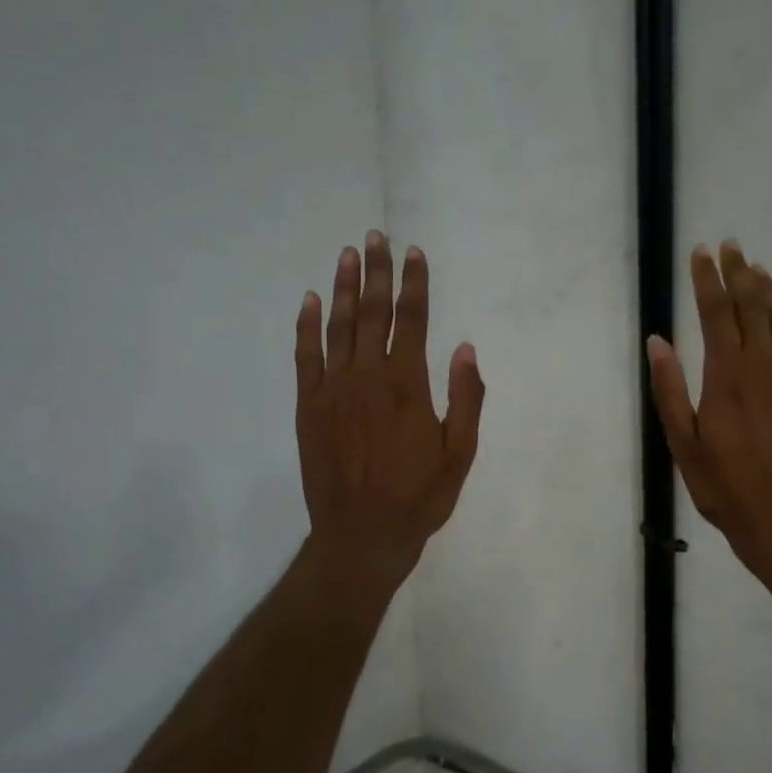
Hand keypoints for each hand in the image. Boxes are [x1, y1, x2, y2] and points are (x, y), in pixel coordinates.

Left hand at [295, 232, 483, 593]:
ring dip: (345, 288)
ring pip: (339, 326)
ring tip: (349, 254)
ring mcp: (333, 390)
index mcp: (408, 386)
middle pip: (373, 313)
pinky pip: (305, 356)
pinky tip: (312, 301)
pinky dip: (307, 326)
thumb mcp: (460, 454)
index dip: (414, 284)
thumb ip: (466, 399)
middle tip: (376, 237)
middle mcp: (368, 377)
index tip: (414, 253)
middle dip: (377, 272)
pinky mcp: (308, 406)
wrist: (361, 535)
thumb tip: (465, 348)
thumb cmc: (418, 497)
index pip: (412, 321)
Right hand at [647, 240, 771, 585]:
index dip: (707, 280)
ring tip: (756, 268)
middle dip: (738, 272)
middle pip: (753, 305)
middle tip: (730, 247)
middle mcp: (766, 366)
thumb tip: (657, 340)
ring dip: (768, 289)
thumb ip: (669, 389)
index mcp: (727, 376)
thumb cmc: (725, 487)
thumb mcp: (683, 443)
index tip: (701, 254)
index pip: (716, 313)